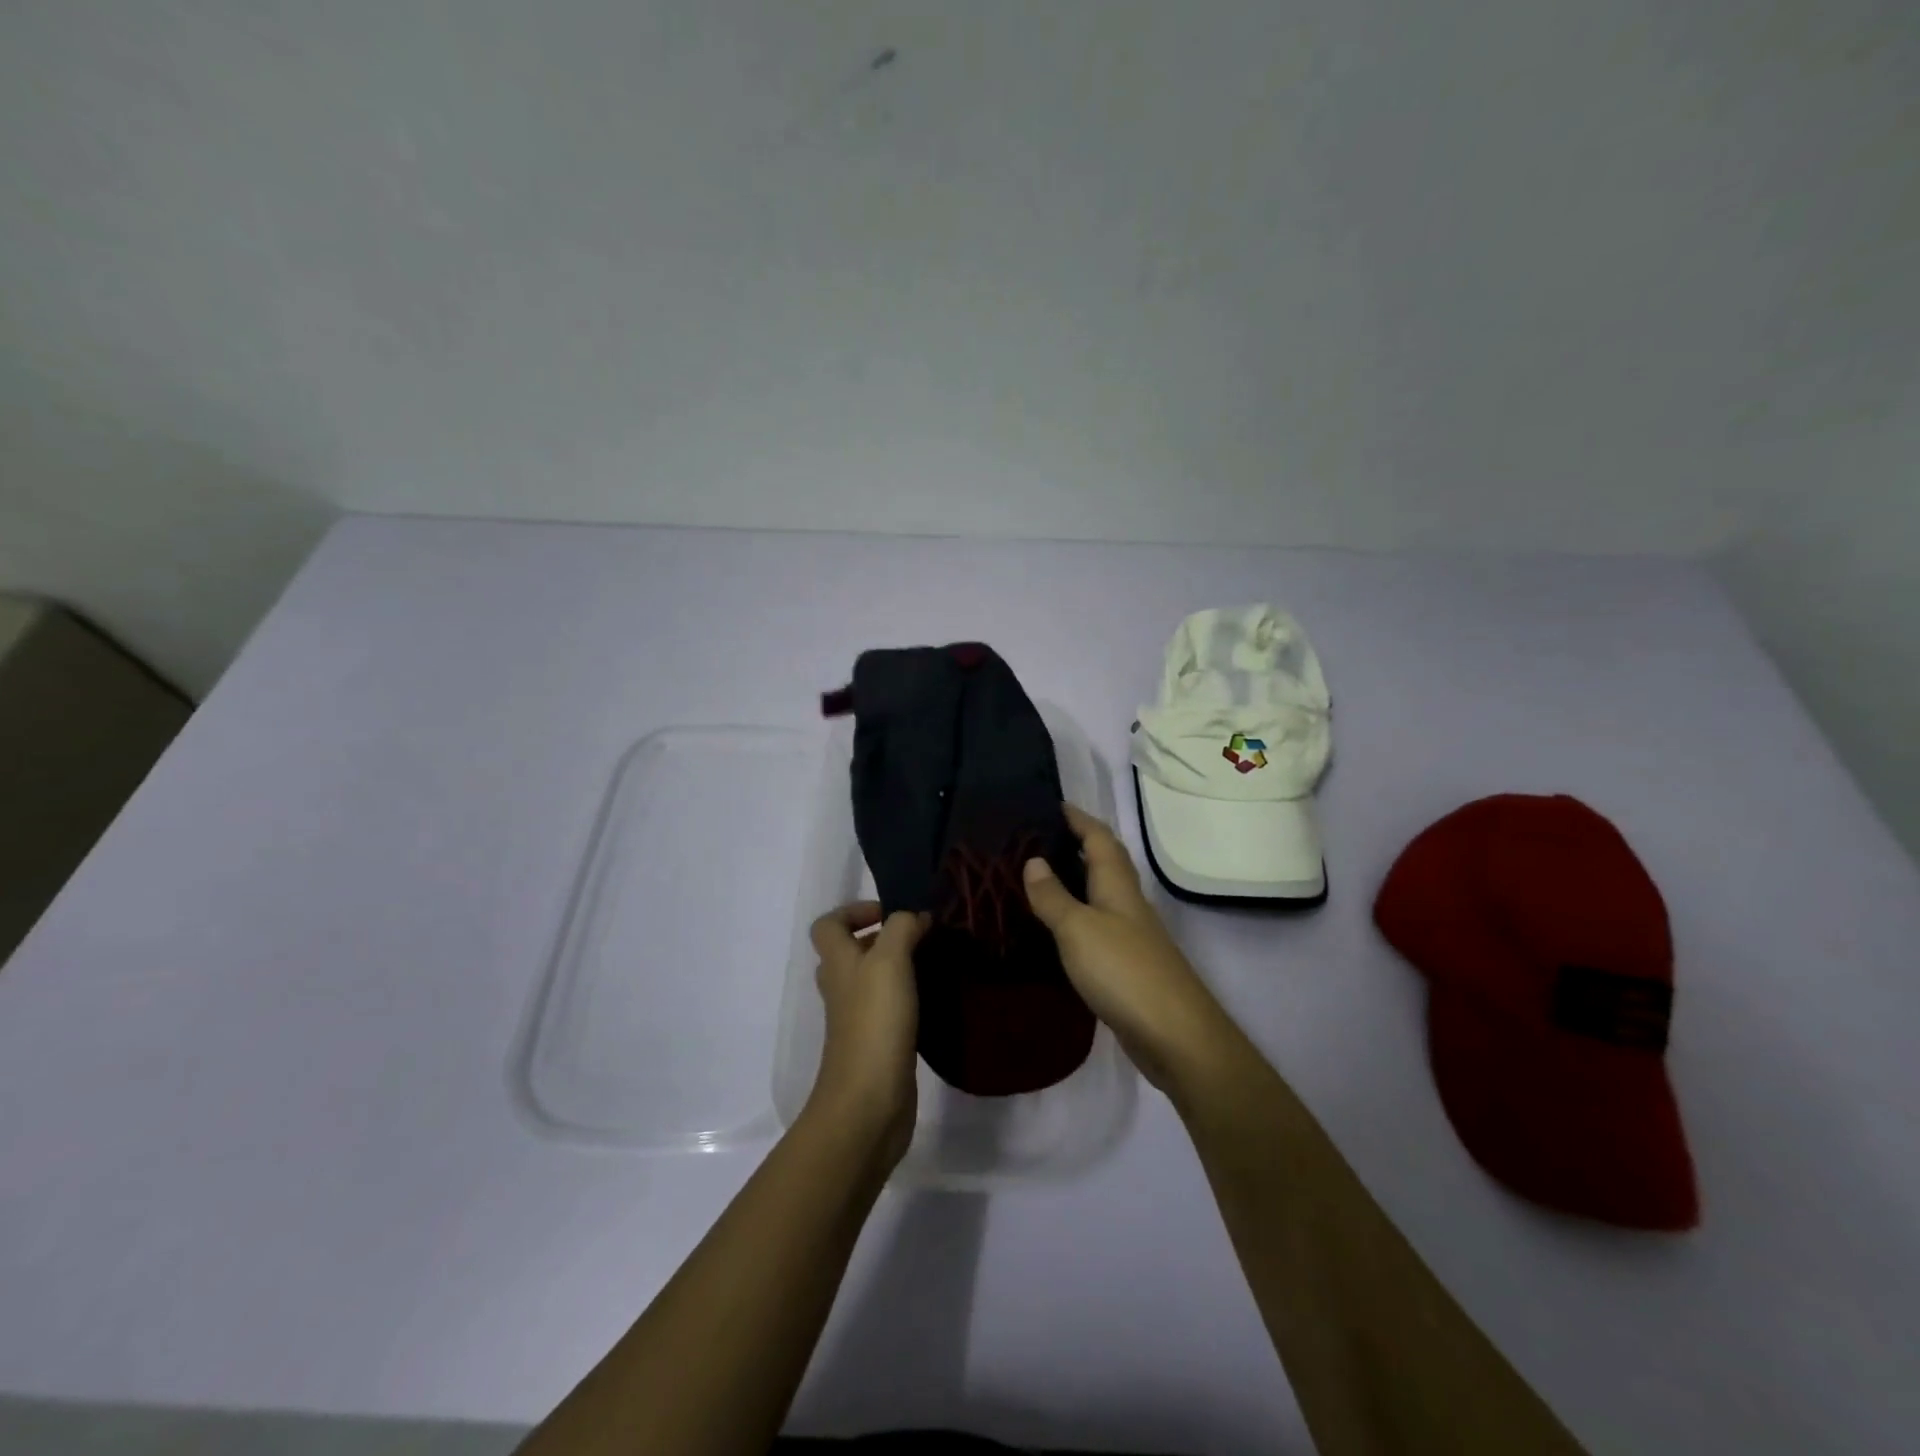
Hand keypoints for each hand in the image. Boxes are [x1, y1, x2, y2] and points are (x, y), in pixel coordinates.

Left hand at [807, 903, 927, 1167]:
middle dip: (882, 938)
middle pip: (849, 952)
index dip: (853, 911)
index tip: (891, 913)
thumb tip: (915, 916)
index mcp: (837, 963)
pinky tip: (933, 999)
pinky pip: (888, 1010)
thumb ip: (901, 929)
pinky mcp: (876, 1045)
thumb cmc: (875, 1023)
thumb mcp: (889, 961)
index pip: (828, 925)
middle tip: (919, 936)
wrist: (869, 1102)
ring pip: (870, 981)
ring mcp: (856, 1019)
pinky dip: (906, 999)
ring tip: (932, 962)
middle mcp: (842, 987)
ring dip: (897, 968)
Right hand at [1022, 805, 1234, 1094]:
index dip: (1079, 819)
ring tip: (1036, 877)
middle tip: (1036, 839)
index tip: (1053, 804)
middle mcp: (1127, 904)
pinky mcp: (1126, 966)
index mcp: (1118, 886)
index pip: (1099, 838)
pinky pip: (1096, 927)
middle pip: (1104, 863)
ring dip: (1075, 881)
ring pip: (1100, 895)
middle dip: (1076, 845)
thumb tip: (1033, 860)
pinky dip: (1075, 917)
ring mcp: (1130, 936)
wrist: (1174, 1035)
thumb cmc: (1123, 971)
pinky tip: (1055, 929)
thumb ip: (1054, 896)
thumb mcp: (1078, 929)